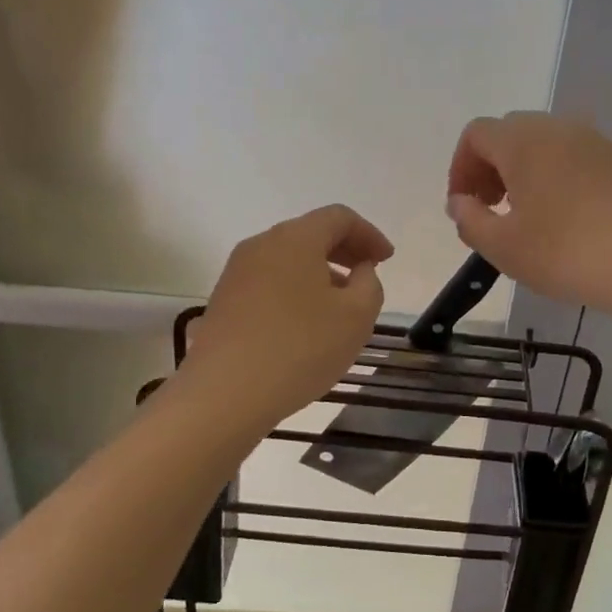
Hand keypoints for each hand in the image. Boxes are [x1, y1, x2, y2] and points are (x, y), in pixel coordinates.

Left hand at [185, 205, 392, 427]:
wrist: (223, 394)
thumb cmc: (300, 348)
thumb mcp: (356, 316)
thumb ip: (369, 284)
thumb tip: (360, 271)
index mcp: (295, 238)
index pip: (339, 217)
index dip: (369, 234)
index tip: (387, 260)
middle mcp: (261, 245)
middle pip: (311, 233)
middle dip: (345, 250)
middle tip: (368, 275)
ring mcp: (237, 273)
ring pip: (289, 259)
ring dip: (320, 272)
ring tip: (340, 305)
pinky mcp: (224, 301)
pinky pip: (270, 282)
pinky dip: (296, 290)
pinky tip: (306, 323)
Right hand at [446, 112, 611, 326]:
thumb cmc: (569, 253)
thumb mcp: (504, 247)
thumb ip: (470, 220)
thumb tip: (460, 202)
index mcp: (524, 141)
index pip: (476, 134)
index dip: (460, 168)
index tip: (465, 207)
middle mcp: (561, 129)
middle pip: (512, 135)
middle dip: (492, 169)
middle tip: (493, 211)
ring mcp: (599, 143)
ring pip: (549, 147)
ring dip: (528, 175)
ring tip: (532, 220)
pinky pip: (580, 162)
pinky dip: (562, 182)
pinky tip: (573, 224)